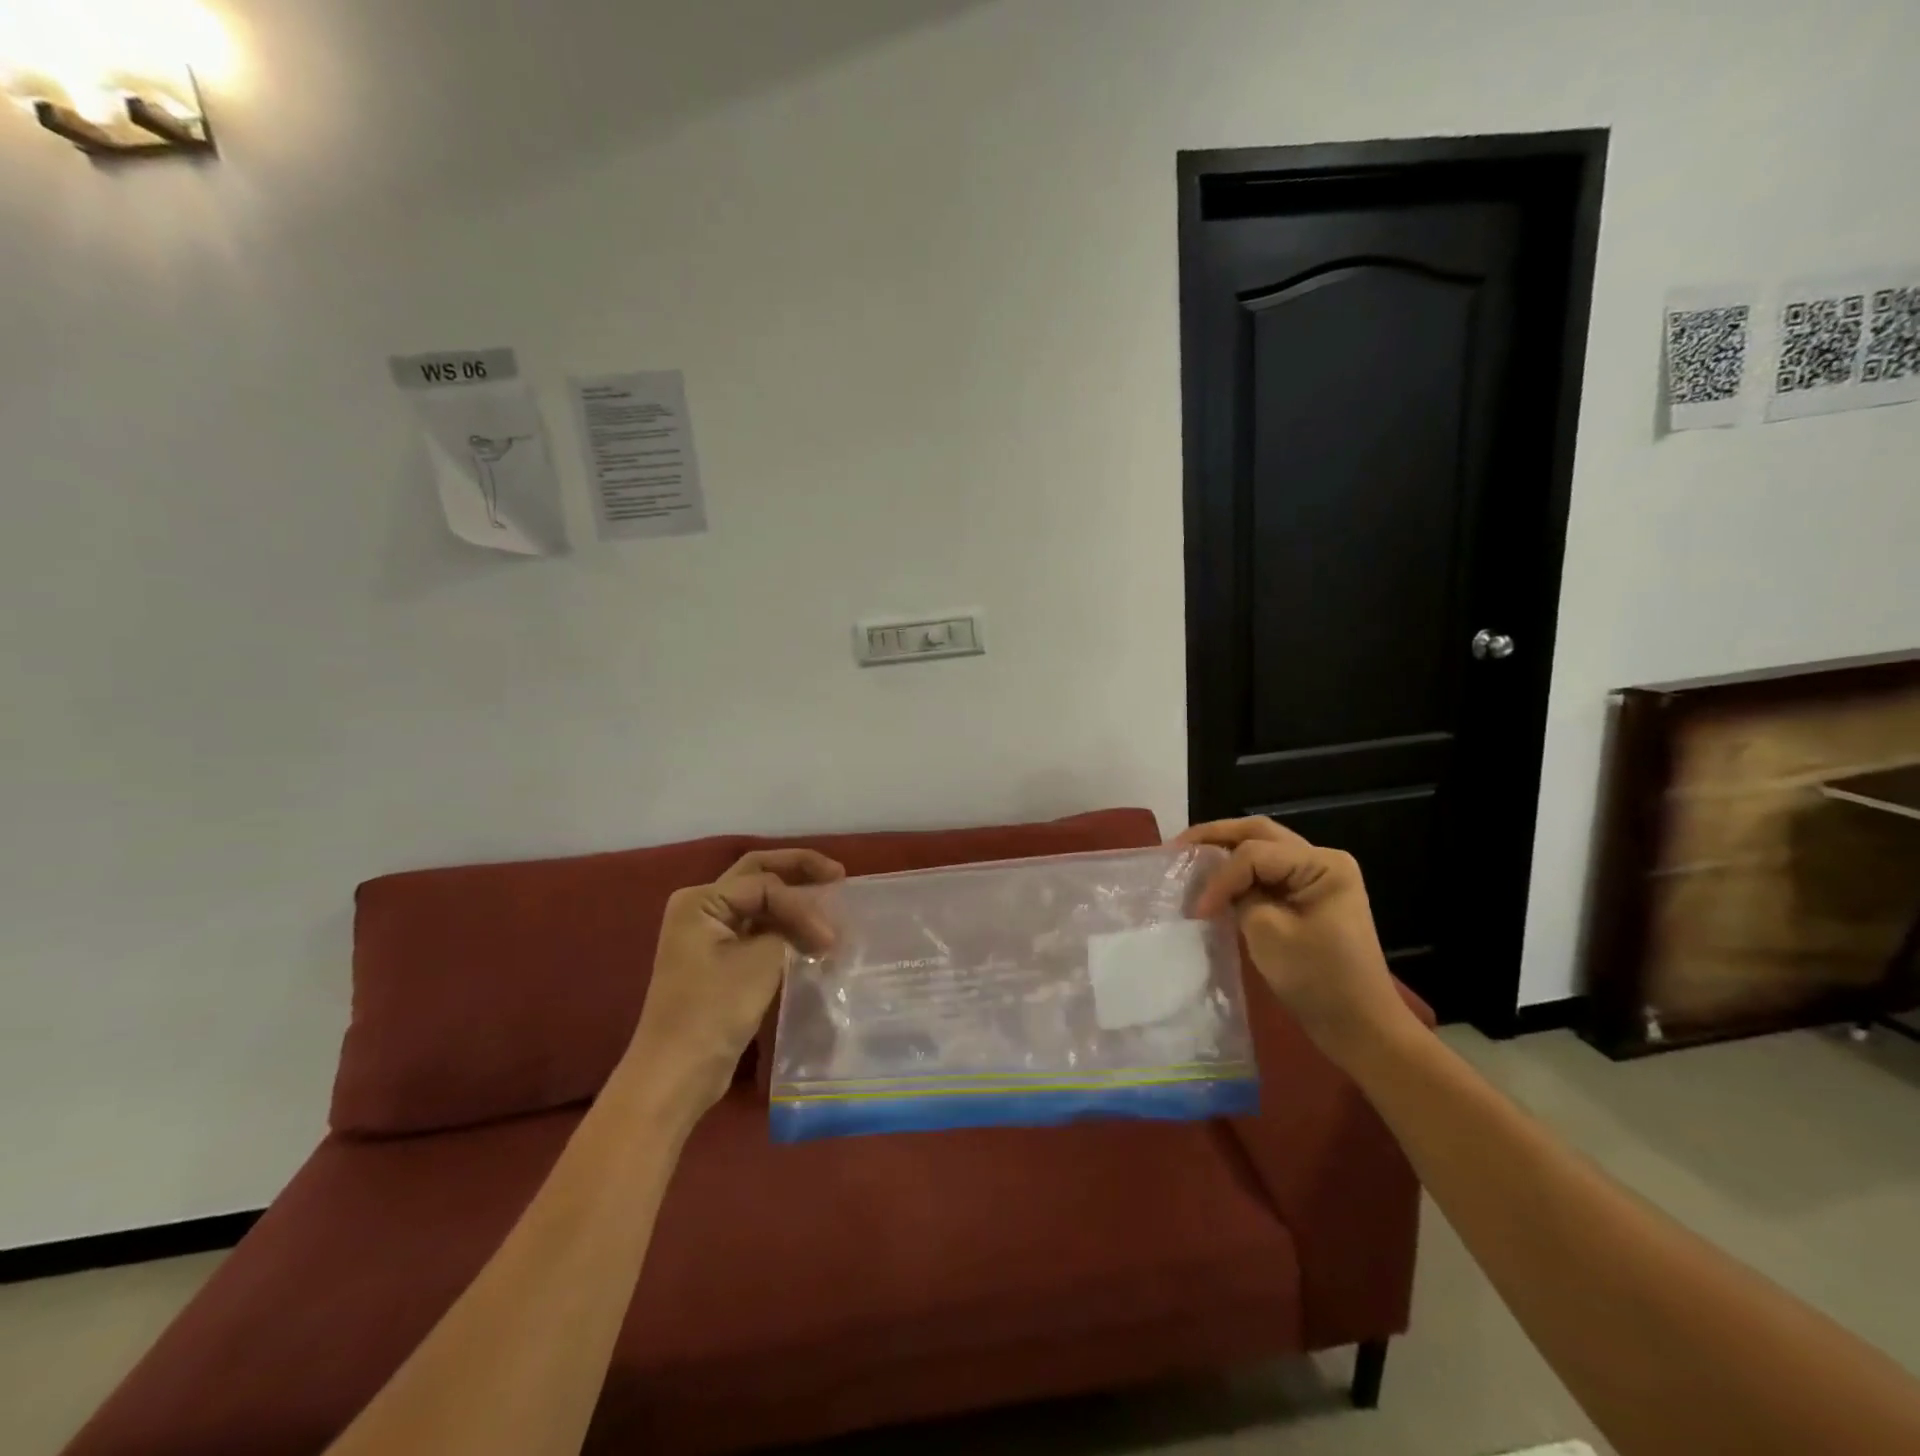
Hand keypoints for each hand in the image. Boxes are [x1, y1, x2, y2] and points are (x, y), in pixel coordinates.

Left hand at [624, 848, 844, 1113]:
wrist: (676, 1074)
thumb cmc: (712, 1012)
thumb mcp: (760, 962)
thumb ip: (791, 930)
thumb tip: (820, 926)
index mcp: (701, 900)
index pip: (765, 885)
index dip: (802, 905)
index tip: (831, 938)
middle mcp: (701, 907)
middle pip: (759, 875)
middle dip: (799, 871)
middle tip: (838, 875)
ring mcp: (708, 933)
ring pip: (759, 901)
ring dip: (794, 900)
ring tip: (831, 900)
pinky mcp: (719, 959)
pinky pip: (757, 927)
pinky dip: (785, 925)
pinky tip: (810, 932)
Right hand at [1178, 817, 1417, 1060]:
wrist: (1359, 1026)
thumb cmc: (1317, 980)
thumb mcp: (1268, 932)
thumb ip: (1238, 895)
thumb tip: (1213, 882)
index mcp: (1322, 864)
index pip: (1254, 854)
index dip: (1220, 877)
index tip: (1197, 910)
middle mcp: (1322, 859)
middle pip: (1258, 833)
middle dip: (1215, 836)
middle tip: (1176, 847)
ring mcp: (1317, 877)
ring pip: (1262, 846)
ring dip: (1224, 849)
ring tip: (1188, 856)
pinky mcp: (1308, 896)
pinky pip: (1267, 870)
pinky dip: (1238, 871)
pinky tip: (1213, 878)